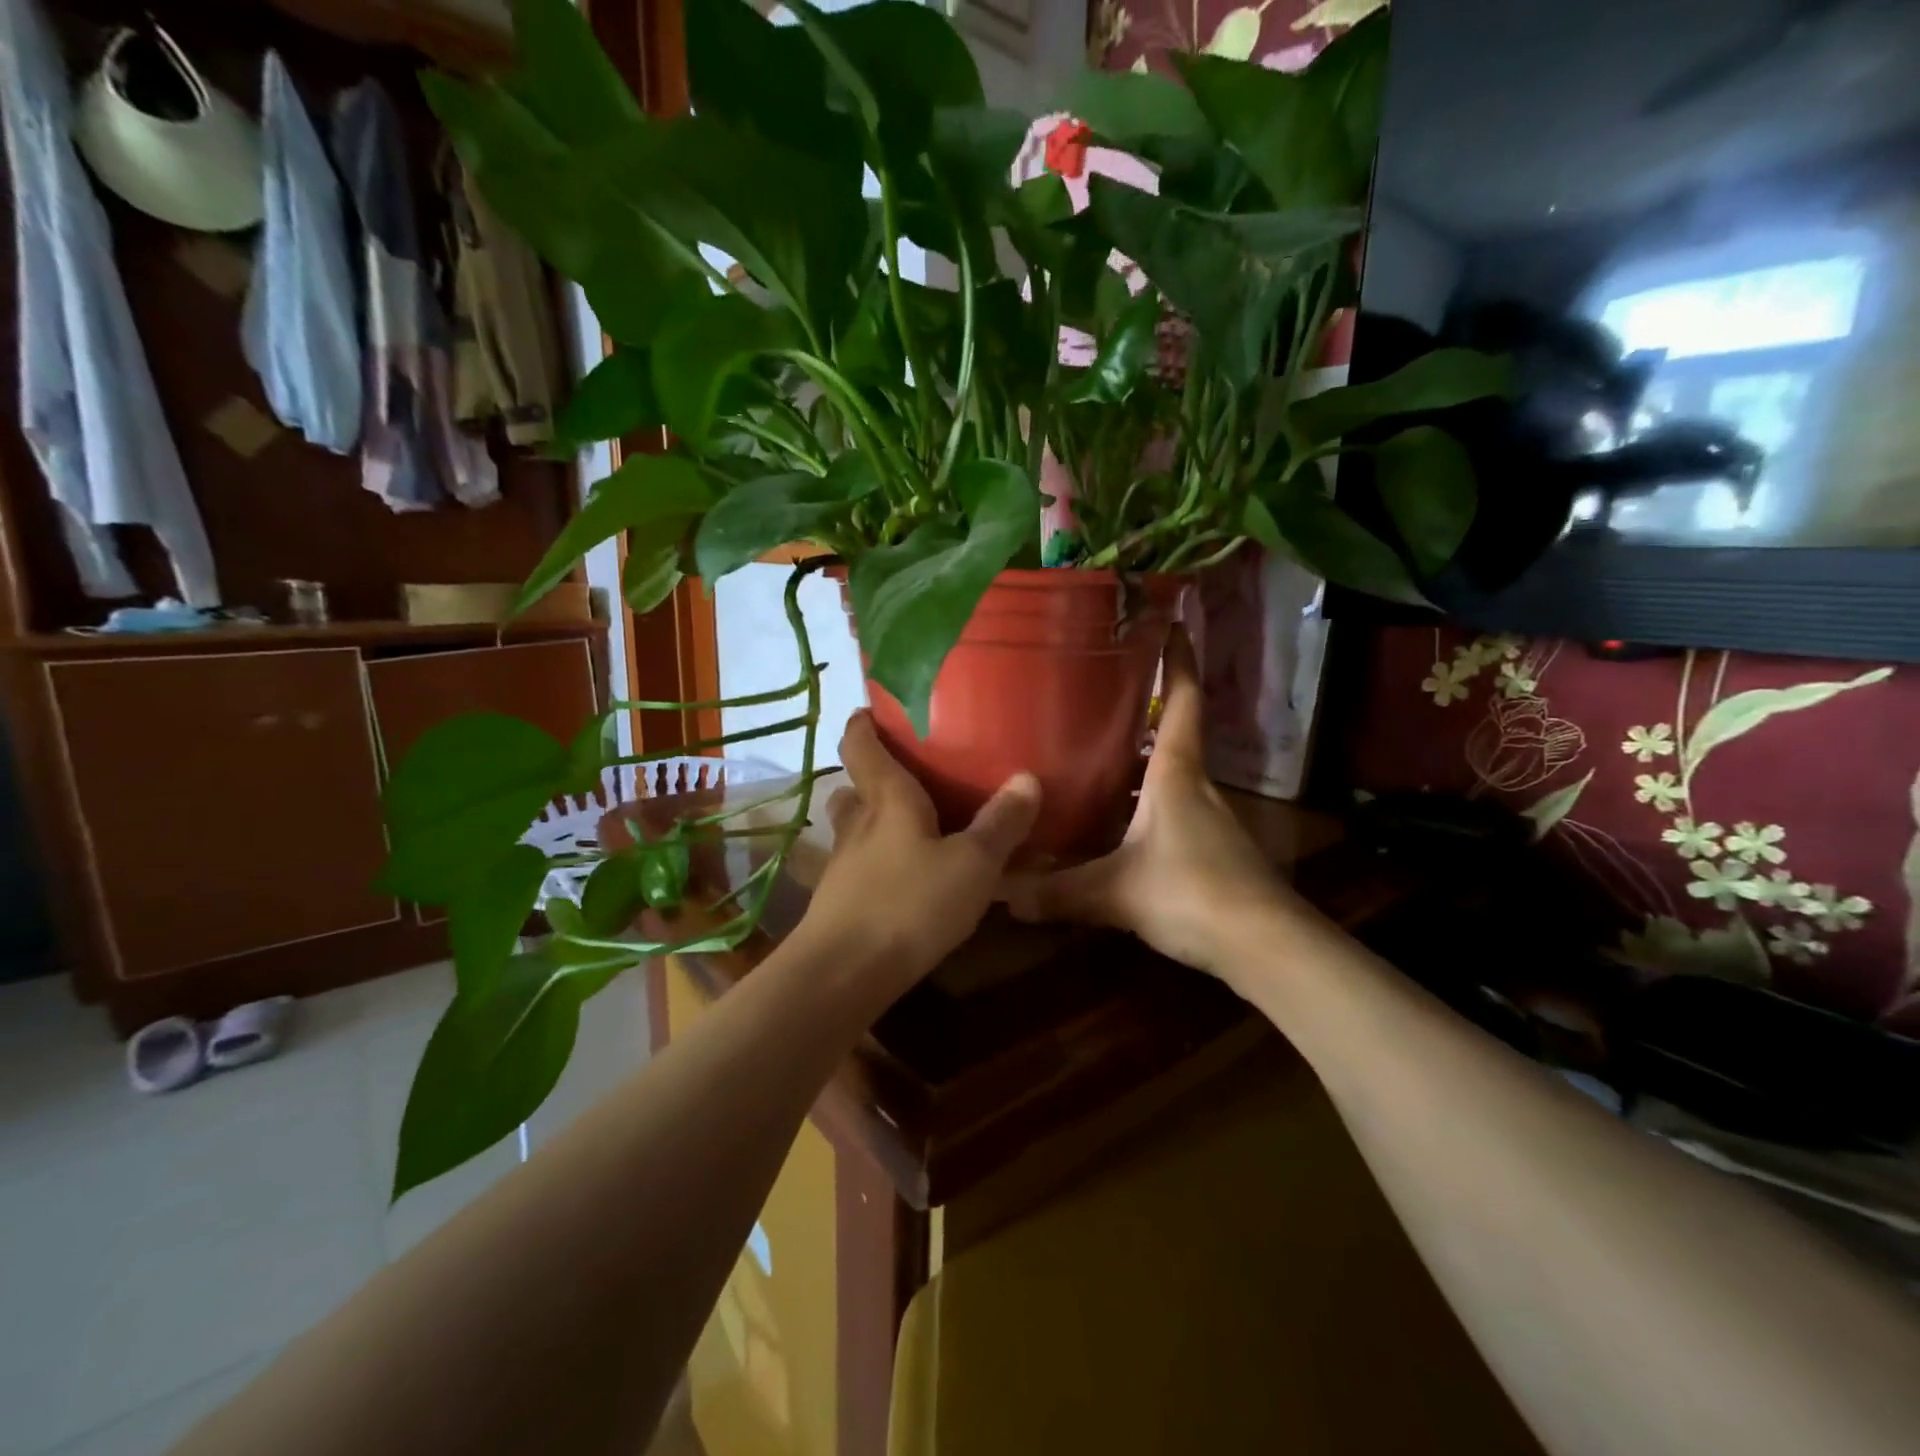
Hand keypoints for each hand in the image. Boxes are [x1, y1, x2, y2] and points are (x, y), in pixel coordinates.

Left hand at [799, 711, 1040, 996]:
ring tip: (908, 828)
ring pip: (852, 829)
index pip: (860, 745)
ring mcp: (842, 864)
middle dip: (870, 777)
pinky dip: (875, 862)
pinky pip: (857, 867)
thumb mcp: (972, 864)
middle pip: (852, 787)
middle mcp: (858, 824)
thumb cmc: (911, 902)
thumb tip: (1027, 778)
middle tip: (904, 777)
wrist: (846, 973)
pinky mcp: (838, 901)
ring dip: (871, 821)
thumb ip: (1001, 824)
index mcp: (887, 799)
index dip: (863, 723)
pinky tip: (903, 880)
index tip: (872, 710)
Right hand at [1006, 627, 1305, 982]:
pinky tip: (1115, 823)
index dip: (1179, 661)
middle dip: (1146, 709)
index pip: (1184, 701)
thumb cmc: (1191, 893)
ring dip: (1141, 761)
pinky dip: (1145, 803)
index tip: (1170, 623)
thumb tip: (1000, 895)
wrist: (1266, 947)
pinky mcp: (1212, 850)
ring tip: (1093, 752)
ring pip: (1172, 775)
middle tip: (1099, 692)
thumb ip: (1058, 892)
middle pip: (1175, 734)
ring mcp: (1209, 819)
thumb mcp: (1115, 891)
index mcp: (1177, 773)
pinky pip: (1172, 810)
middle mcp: (1197, 786)